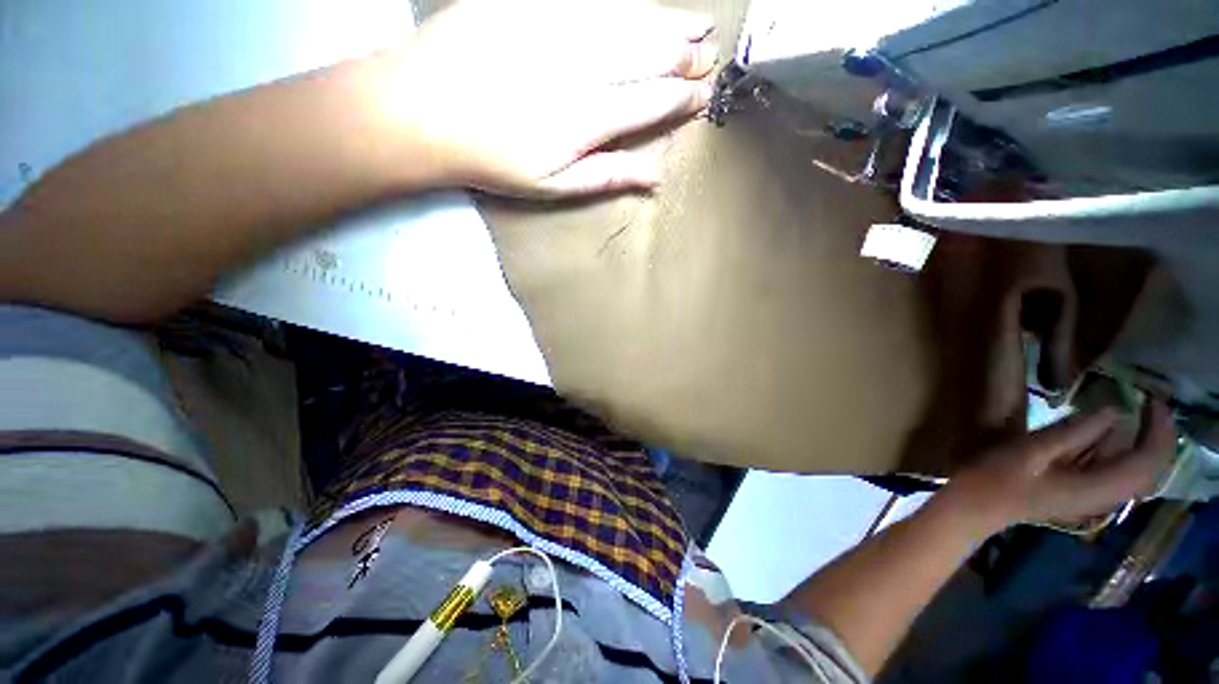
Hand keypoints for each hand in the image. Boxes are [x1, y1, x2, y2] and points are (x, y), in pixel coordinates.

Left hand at [369, 0, 717, 196]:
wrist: (420, 111)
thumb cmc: (491, 159)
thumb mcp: (552, 186)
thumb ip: (606, 175)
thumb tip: (655, 177)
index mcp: (584, 120)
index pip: (647, 104)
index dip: (678, 99)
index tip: (701, 97)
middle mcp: (576, 69)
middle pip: (643, 56)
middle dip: (680, 56)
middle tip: (707, 54)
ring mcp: (551, 29)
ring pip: (622, 22)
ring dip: (662, 23)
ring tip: (693, 24)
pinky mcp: (525, 4)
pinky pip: (585, 0)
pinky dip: (619, 4)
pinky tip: (637, 7)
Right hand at [939, 402, 1175, 534]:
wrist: (977, 505)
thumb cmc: (999, 476)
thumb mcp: (1032, 450)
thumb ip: (1074, 433)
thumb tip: (1114, 411)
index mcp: (1097, 488)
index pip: (1146, 461)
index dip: (1157, 429)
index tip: (1153, 400)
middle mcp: (1106, 497)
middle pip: (1150, 469)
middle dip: (1158, 436)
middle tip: (1150, 404)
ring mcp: (1095, 497)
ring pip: (1137, 472)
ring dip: (1143, 444)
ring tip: (1139, 414)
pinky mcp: (1084, 493)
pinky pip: (1118, 473)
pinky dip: (1125, 452)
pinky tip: (1112, 435)